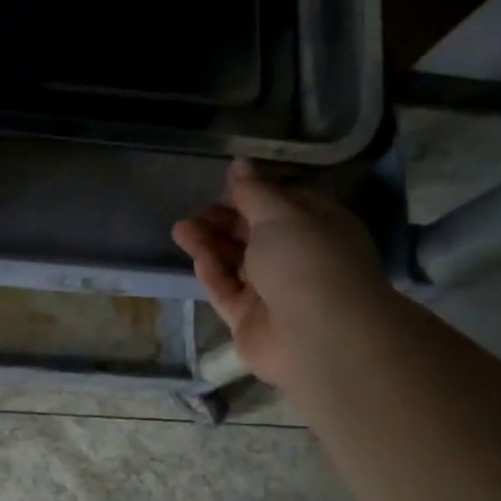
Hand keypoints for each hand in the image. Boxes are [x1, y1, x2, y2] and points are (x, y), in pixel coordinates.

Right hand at [172, 158, 387, 389]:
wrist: (318, 337)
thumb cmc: (308, 261)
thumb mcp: (280, 214)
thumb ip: (254, 191)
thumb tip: (239, 163)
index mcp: (319, 228)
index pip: (285, 205)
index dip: (256, 193)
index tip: (226, 184)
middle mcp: (299, 259)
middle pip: (257, 234)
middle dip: (226, 220)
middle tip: (197, 209)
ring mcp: (274, 292)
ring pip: (237, 262)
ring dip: (211, 242)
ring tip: (181, 227)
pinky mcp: (249, 320)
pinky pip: (226, 289)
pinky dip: (211, 269)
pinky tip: (193, 250)